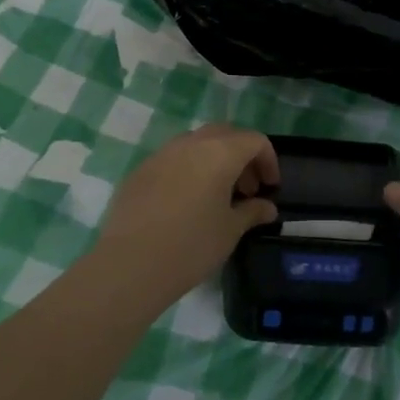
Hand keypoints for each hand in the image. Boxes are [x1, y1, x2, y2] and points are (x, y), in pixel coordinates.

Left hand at [92, 125, 278, 304]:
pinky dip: (189, 170)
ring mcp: (161, 154)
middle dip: (242, 155)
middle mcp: (190, 143)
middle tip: (247, 189)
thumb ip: (252, 211)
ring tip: (218, 195)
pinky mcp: (140, 171)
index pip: (254, 140)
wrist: (129, 265)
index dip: (269, 160)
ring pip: (196, 144)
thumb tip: (267, 207)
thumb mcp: (230, 230)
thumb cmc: (191, 246)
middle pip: (225, 134)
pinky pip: (173, 160)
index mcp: (219, 152)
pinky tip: (186, 203)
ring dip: (214, 160)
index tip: (270, 188)